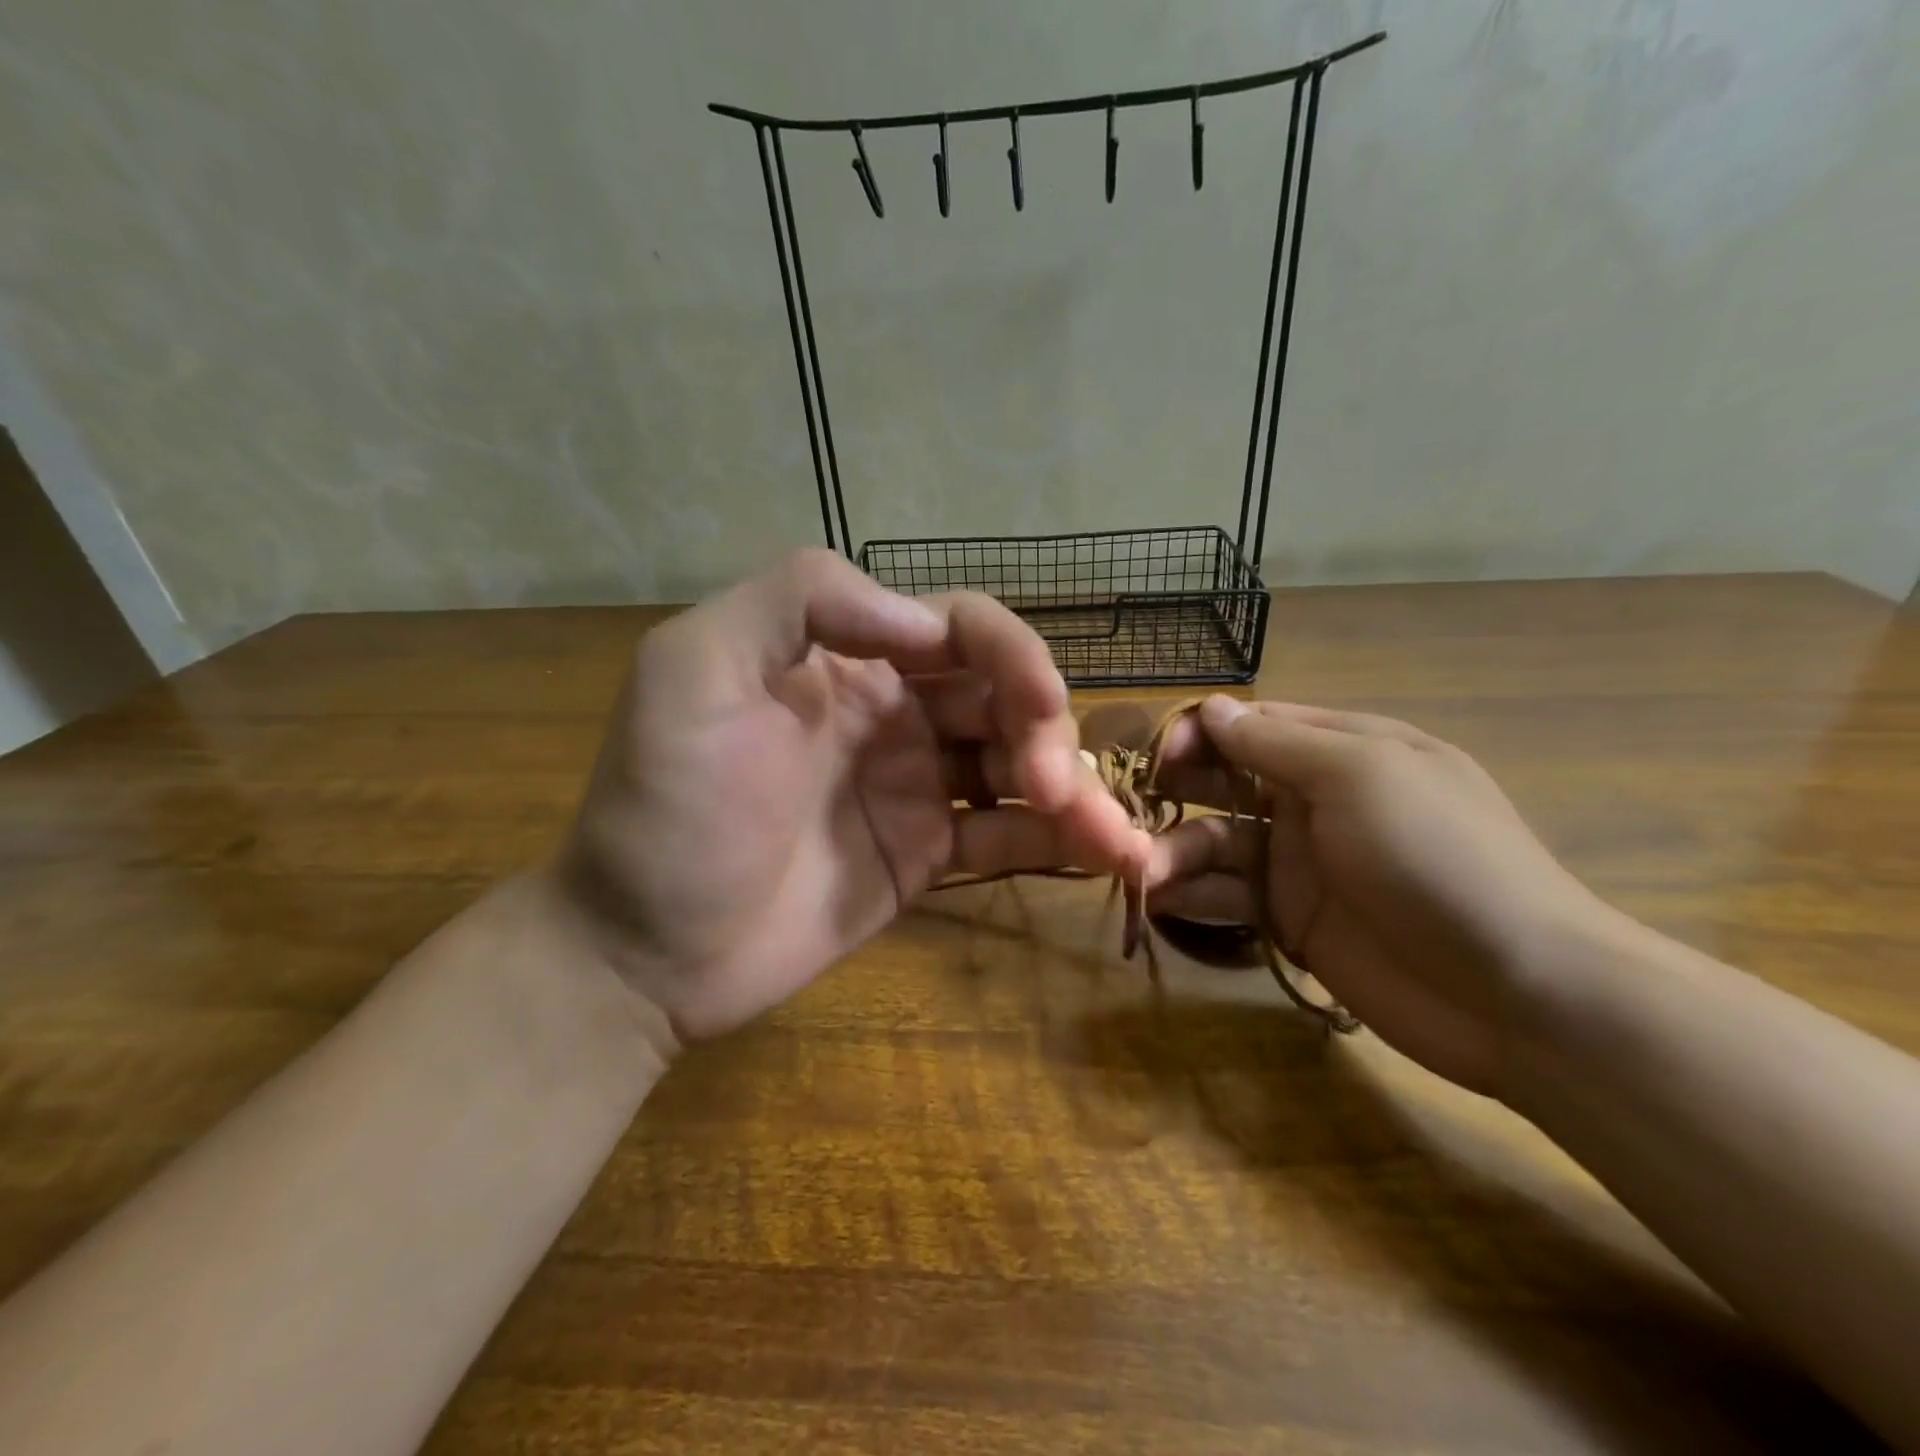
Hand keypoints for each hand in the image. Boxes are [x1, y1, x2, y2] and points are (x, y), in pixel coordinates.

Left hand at [552, 550, 1151, 1044]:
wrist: (644, 953)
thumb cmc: (667, 810)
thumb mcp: (696, 670)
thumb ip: (802, 600)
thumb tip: (925, 621)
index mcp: (848, 656)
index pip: (960, 629)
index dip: (1013, 655)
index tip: (1041, 707)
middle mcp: (892, 710)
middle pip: (1003, 694)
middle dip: (1044, 727)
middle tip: (1051, 784)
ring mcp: (915, 785)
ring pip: (1018, 762)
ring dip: (1073, 787)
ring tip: (1112, 837)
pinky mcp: (927, 853)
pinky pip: (1006, 833)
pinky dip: (1058, 841)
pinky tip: (1104, 858)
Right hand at [1144, 696, 1614, 1096]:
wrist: (1517, 992)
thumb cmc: (1438, 856)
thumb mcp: (1360, 776)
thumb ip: (1277, 745)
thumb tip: (1213, 708)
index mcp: (1338, 751)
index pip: (1249, 726)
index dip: (1198, 733)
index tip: (1158, 755)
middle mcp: (1311, 800)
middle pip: (1222, 782)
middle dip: (1174, 791)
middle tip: (1127, 815)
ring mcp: (1298, 863)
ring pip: (1215, 843)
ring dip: (1172, 852)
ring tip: (1141, 873)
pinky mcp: (1289, 921)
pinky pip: (1226, 897)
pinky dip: (1190, 897)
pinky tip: (1159, 903)